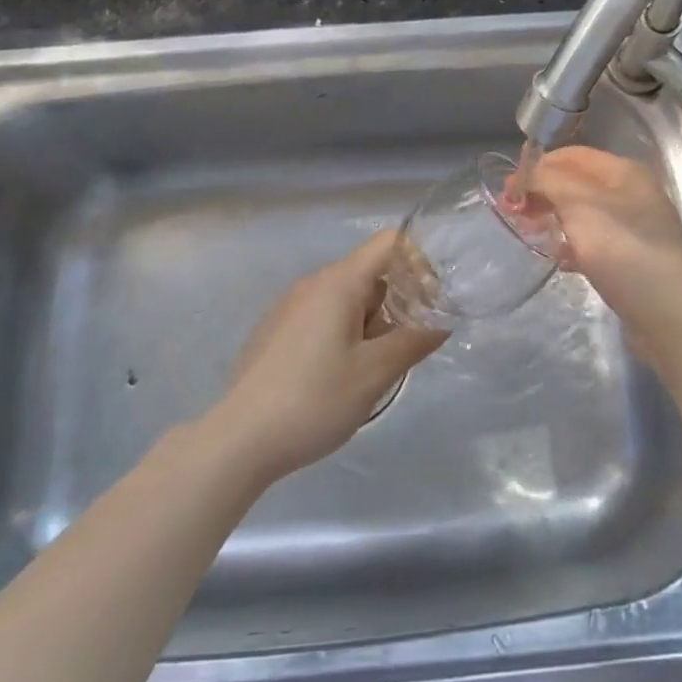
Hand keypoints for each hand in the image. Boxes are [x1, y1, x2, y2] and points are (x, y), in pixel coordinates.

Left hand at [209, 231, 445, 484]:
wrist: (241, 438)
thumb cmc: (315, 399)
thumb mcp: (375, 373)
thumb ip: (413, 341)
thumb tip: (440, 322)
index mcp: (338, 282)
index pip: (389, 243)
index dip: (419, 261)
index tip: (433, 300)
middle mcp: (312, 284)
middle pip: (369, 273)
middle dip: (398, 301)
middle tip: (409, 345)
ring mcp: (289, 306)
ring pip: (346, 299)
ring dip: (371, 322)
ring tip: (376, 368)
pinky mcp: (276, 331)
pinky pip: (322, 316)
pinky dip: (344, 332)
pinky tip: (339, 376)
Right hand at [526, 147, 681, 370]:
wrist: (668, 313)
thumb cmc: (622, 249)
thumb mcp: (579, 204)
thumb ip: (548, 181)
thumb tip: (526, 175)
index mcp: (624, 172)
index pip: (572, 155)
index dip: (538, 167)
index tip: (508, 189)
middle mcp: (633, 193)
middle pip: (577, 184)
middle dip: (543, 194)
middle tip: (513, 213)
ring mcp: (635, 228)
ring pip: (583, 214)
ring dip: (554, 219)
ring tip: (531, 235)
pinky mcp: (633, 259)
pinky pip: (594, 243)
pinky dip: (573, 246)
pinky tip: (560, 261)